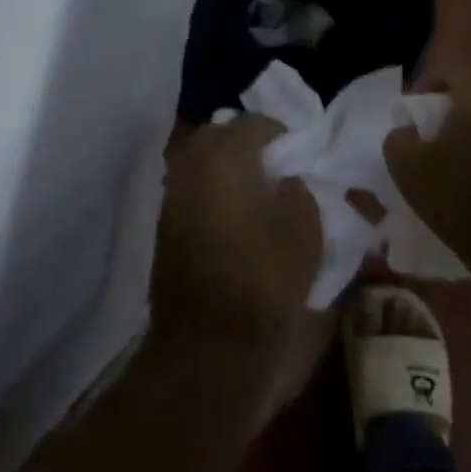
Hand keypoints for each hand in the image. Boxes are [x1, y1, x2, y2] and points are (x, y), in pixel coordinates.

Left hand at [149, 117, 331, 422]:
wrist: (210, 348)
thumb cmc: (265, 280)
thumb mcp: (305, 229)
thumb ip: (299, 190)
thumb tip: (286, 181)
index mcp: (225, 156)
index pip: (256, 124)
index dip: (284, 136)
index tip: (302, 157)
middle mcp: (190, 168)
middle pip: (220, 137)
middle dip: (248, 146)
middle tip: (277, 170)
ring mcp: (172, 199)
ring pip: (202, 166)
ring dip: (228, 171)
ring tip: (259, 196)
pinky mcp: (165, 232)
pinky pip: (193, 195)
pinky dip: (214, 197)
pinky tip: (237, 221)